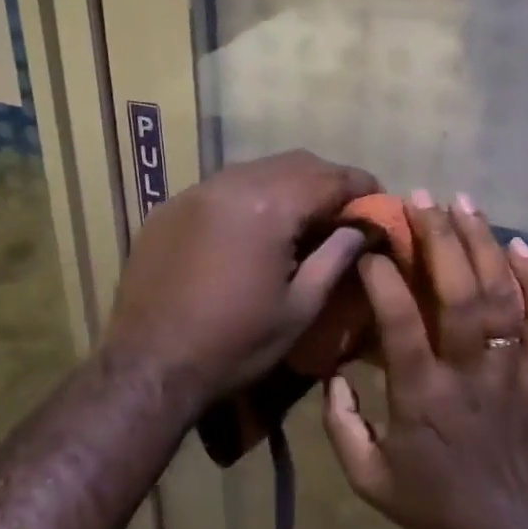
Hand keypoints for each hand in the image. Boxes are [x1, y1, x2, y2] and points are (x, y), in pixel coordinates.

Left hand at [102, 150, 377, 409]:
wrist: (148, 365)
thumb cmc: (235, 344)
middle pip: (295, 163)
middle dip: (326, 180)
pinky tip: (252, 228)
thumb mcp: (300, 308)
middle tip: (343, 210)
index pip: (330, 177)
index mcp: (269, 206)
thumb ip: (336, 257)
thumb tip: (362, 228)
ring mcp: (196, 191)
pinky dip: (249, 197)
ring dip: (287, 185)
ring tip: (301, 218)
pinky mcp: (170, 207)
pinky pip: (222, 186)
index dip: (361, 186)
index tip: (379, 201)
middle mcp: (232, 184)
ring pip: (257, 170)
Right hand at [321, 192, 527, 528]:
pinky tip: (523, 246)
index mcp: (423, 397)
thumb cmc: (438, 506)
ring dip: (483, 245)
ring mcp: (515, 371)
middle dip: (439, 239)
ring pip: (503, 297)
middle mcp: (470, 374)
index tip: (370, 247)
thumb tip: (331, 373)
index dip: (383, 279)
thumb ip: (341, 427)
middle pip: (458, 295)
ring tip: (465, 203)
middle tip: (421, 198)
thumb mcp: (370, 480)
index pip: (401, 324)